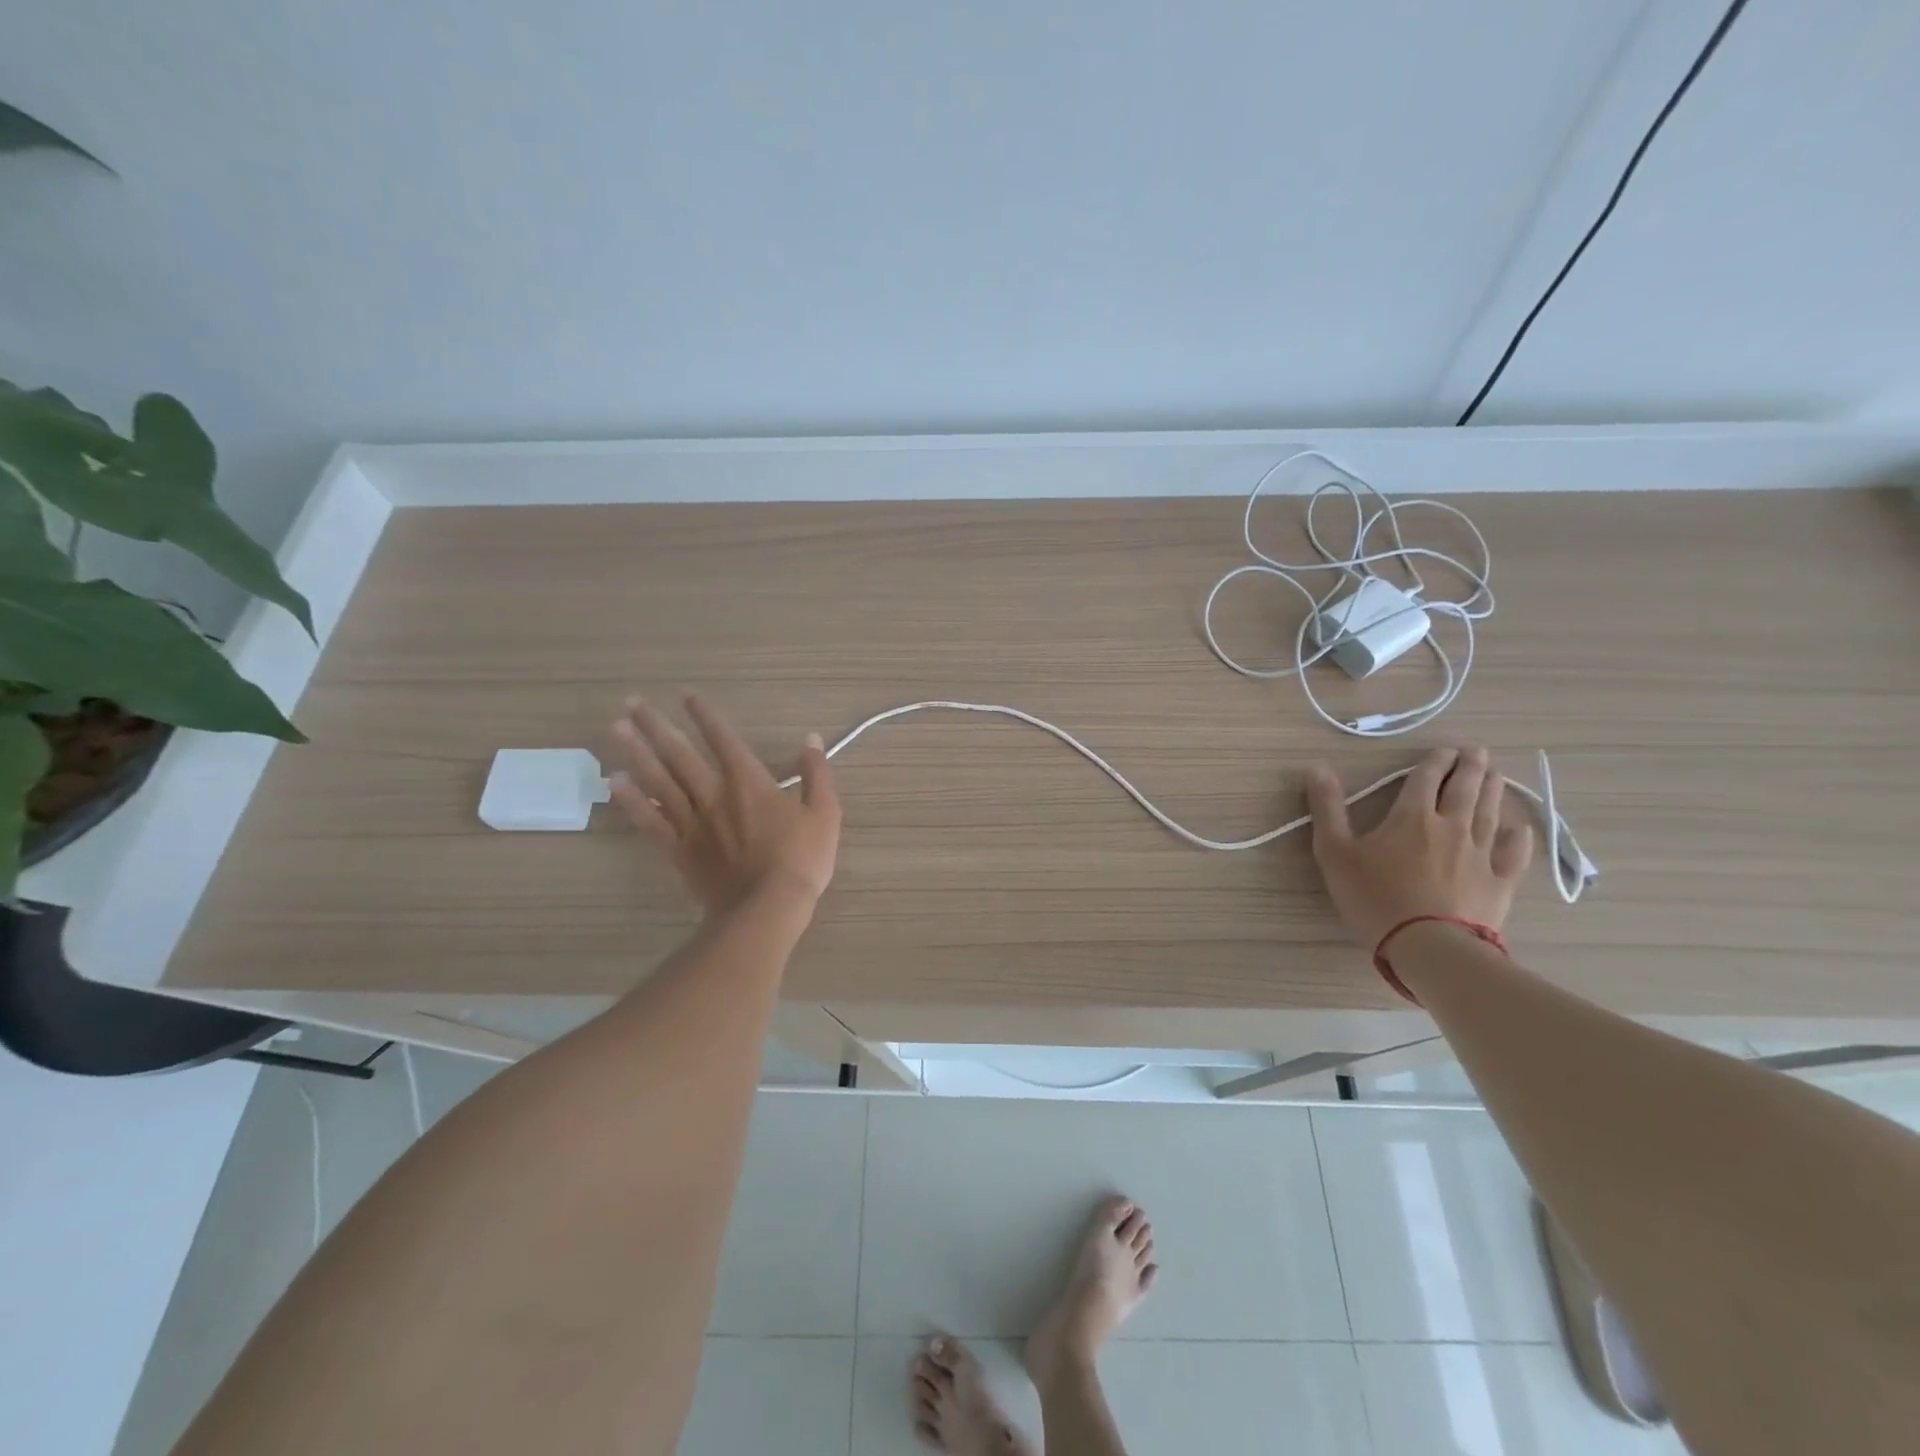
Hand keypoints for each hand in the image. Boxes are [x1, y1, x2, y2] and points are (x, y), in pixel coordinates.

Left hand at [607, 694, 840, 919]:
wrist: (766, 907)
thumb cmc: (801, 859)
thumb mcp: (825, 812)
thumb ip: (817, 773)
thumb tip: (810, 739)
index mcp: (750, 782)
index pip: (724, 740)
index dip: (706, 717)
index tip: (687, 697)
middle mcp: (715, 794)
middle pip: (680, 754)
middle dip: (656, 726)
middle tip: (632, 702)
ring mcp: (693, 822)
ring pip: (659, 780)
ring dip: (636, 753)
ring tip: (615, 729)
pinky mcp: (679, 850)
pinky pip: (651, 820)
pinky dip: (632, 800)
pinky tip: (615, 782)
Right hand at [1305, 745, 1533, 950]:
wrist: (1429, 946)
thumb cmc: (1374, 897)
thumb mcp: (1335, 852)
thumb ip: (1327, 808)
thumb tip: (1317, 767)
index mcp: (1411, 817)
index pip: (1425, 779)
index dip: (1434, 761)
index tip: (1443, 749)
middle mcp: (1450, 827)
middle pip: (1463, 790)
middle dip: (1469, 767)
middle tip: (1478, 751)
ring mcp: (1479, 855)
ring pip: (1489, 814)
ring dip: (1492, 791)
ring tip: (1496, 774)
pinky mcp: (1498, 883)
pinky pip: (1512, 855)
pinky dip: (1518, 839)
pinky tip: (1520, 829)